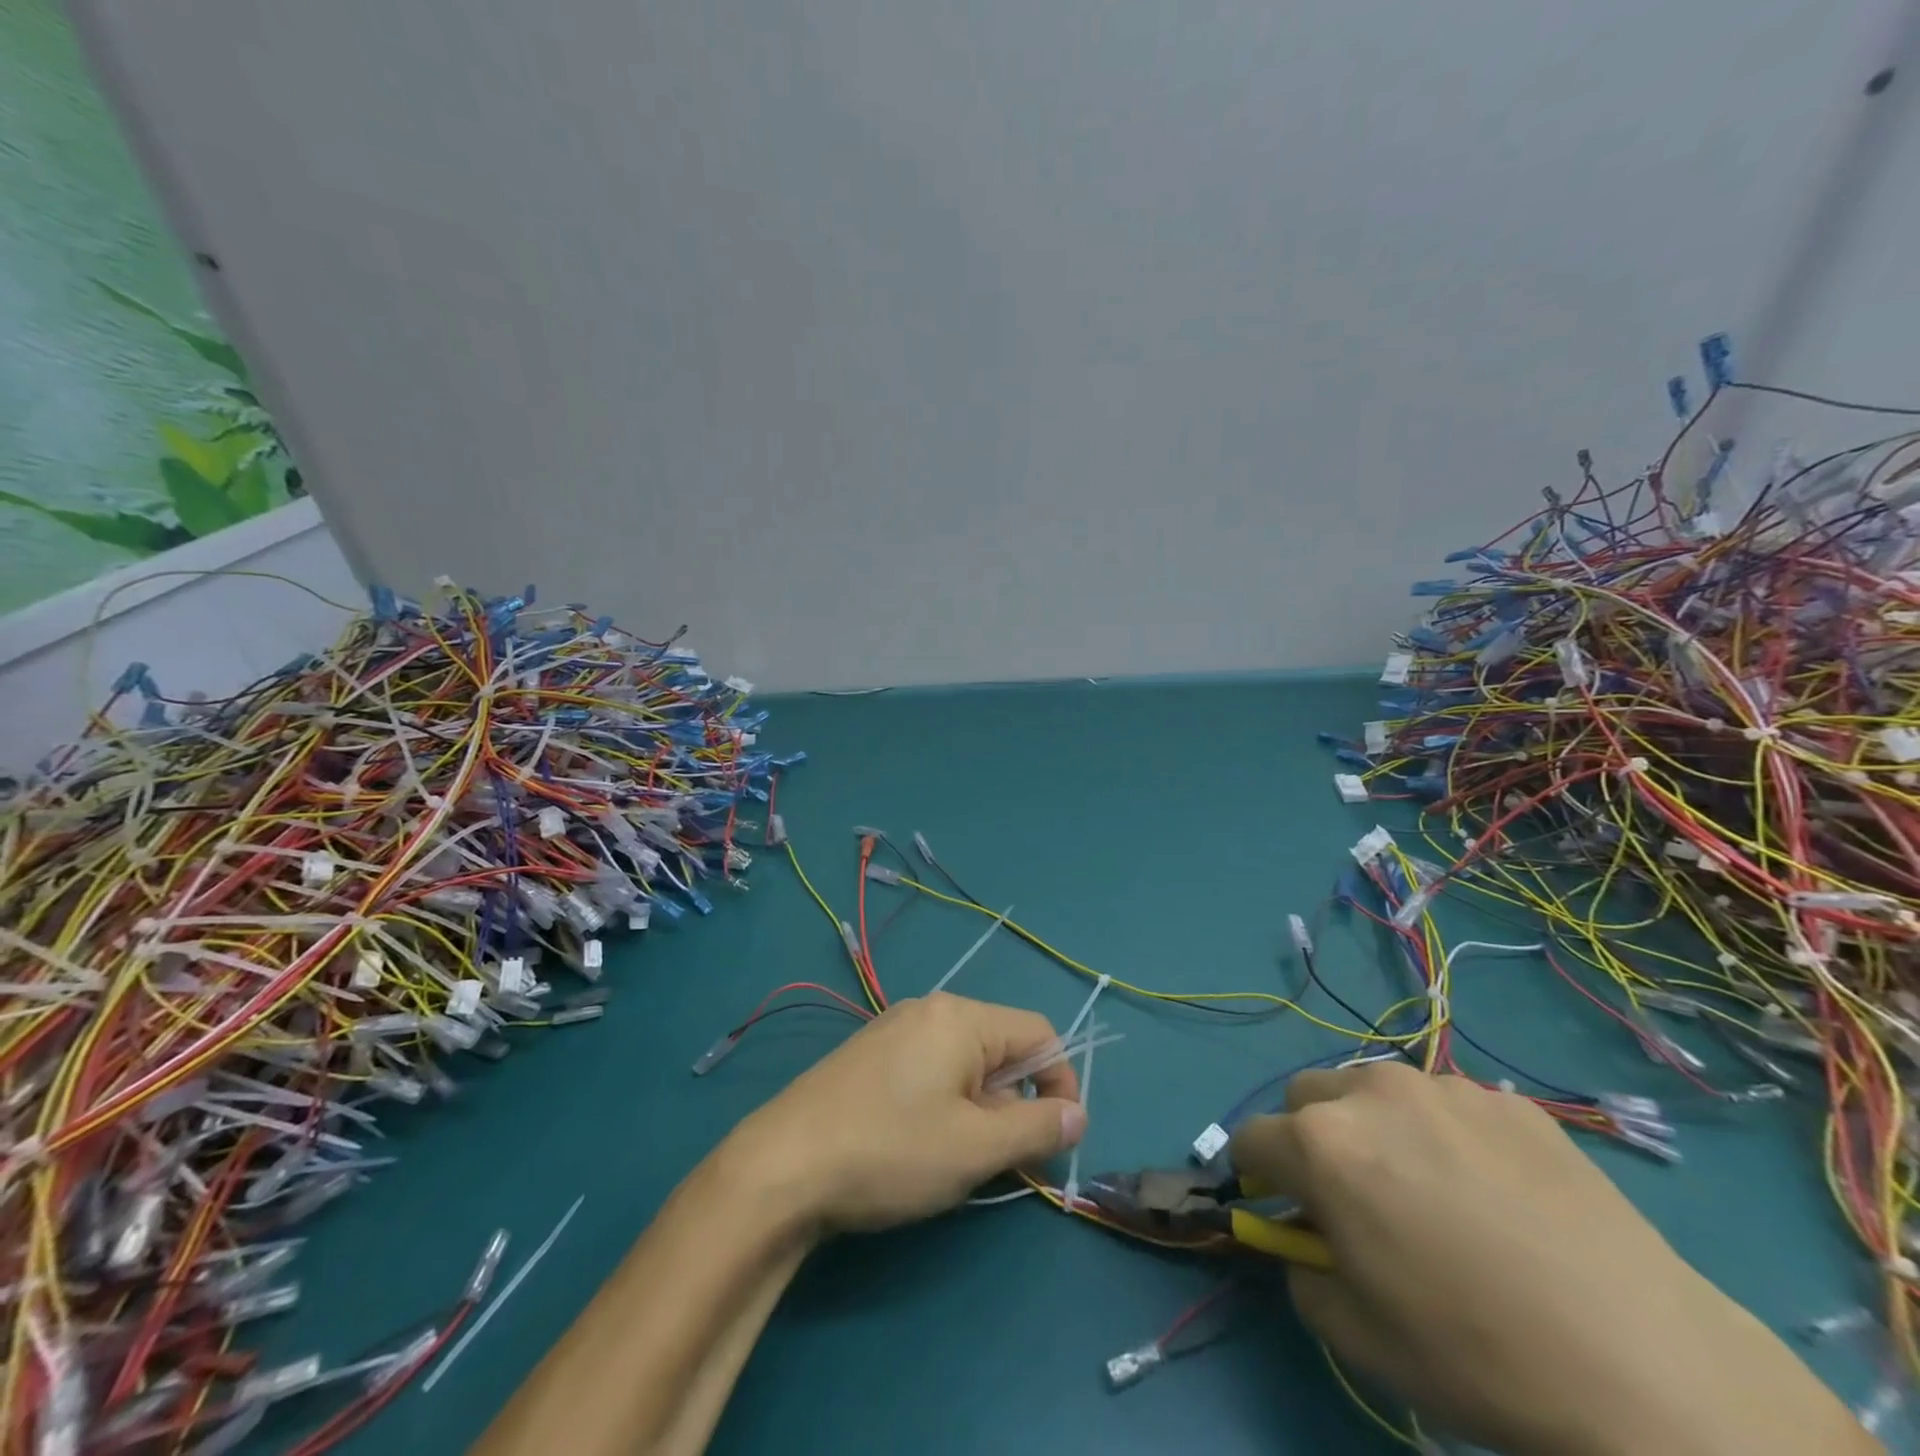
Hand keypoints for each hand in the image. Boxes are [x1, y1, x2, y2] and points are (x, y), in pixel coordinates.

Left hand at [723, 992, 1087, 1235]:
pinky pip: (930, 1069)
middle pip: (1000, 1047)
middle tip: (1003, 1160)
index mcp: (961, 1018)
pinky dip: (946, 1104)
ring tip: (959, 1159)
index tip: (1059, 1138)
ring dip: (980, 1109)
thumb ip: (1036, 1128)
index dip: (1061, 1083)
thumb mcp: (975, 1147)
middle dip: (1015, 1103)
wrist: (782, 1165)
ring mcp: (894, 1030)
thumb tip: (1077, 1115)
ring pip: (964, 1064)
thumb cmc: (891, 1150)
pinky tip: (921, 1146)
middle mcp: (929, 1010)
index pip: (1038, 1033)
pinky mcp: (871, 1056)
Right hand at [1230, 1062, 1874, 1455]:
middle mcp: (1369, 1093)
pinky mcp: (1507, 1100)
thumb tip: (1303, 1240)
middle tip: (1356, 1196)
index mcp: (1321, 1144)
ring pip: (1374, 1089)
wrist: (1650, 1369)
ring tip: (1433, 1190)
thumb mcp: (1358, 1337)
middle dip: (1310, 1137)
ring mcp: (1443, 1088)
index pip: (1251, 1138)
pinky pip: (1447, 1104)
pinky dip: (1445, 1134)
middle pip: (1305, 1096)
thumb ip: (1302, 1272)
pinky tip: (1498, 1194)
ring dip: (1376, 1126)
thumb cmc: (1478, 1355)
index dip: (1255, 1175)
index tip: (1279, 1206)